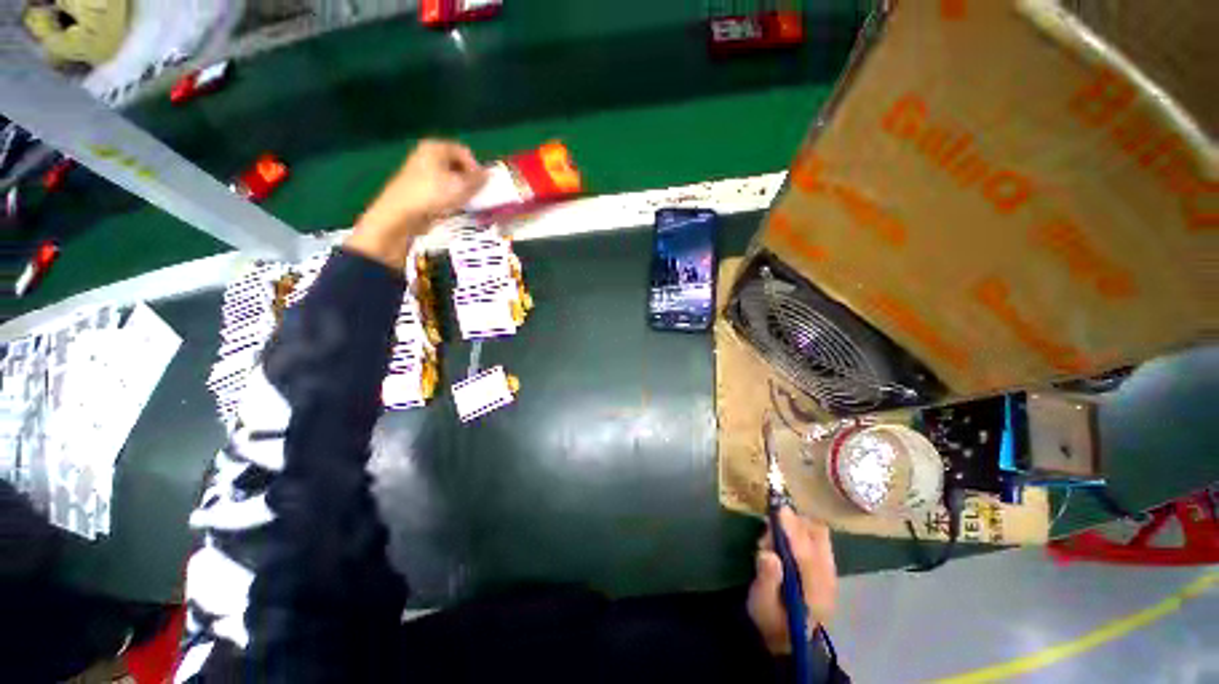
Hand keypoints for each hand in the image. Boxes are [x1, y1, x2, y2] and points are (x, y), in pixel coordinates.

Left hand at [347, 140, 486, 268]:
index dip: (476, 168)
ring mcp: (421, 171)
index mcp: (435, 147)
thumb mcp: (461, 186)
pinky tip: (452, 207)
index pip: (464, 152)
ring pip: (449, 177)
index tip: (481, 185)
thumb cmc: (432, 194)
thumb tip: (489, 175)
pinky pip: (441, 188)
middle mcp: (427, 154)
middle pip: (456, 164)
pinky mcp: (419, 187)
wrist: (401, 213)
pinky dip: (450, 195)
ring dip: (460, 189)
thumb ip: (478, 180)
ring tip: (465, 202)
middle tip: (475, 194)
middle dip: (468, 178)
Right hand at [747, 508, 837, 654]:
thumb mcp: (761, 603)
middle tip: (768, 527)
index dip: (792, 530)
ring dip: (796, 524)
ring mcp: (829, 570)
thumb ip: (766, 579)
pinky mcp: (824, 565)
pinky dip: (800, 528)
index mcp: (814, 592)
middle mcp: (827, 577)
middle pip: (818, 538)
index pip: (806, 555)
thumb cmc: (771, 618)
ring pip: (818, 534)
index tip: (778, 510)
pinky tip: (783, 536)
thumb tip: (768, 554)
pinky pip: (816, 537)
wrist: (786, 636)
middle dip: (793, 523)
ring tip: (773, 536)